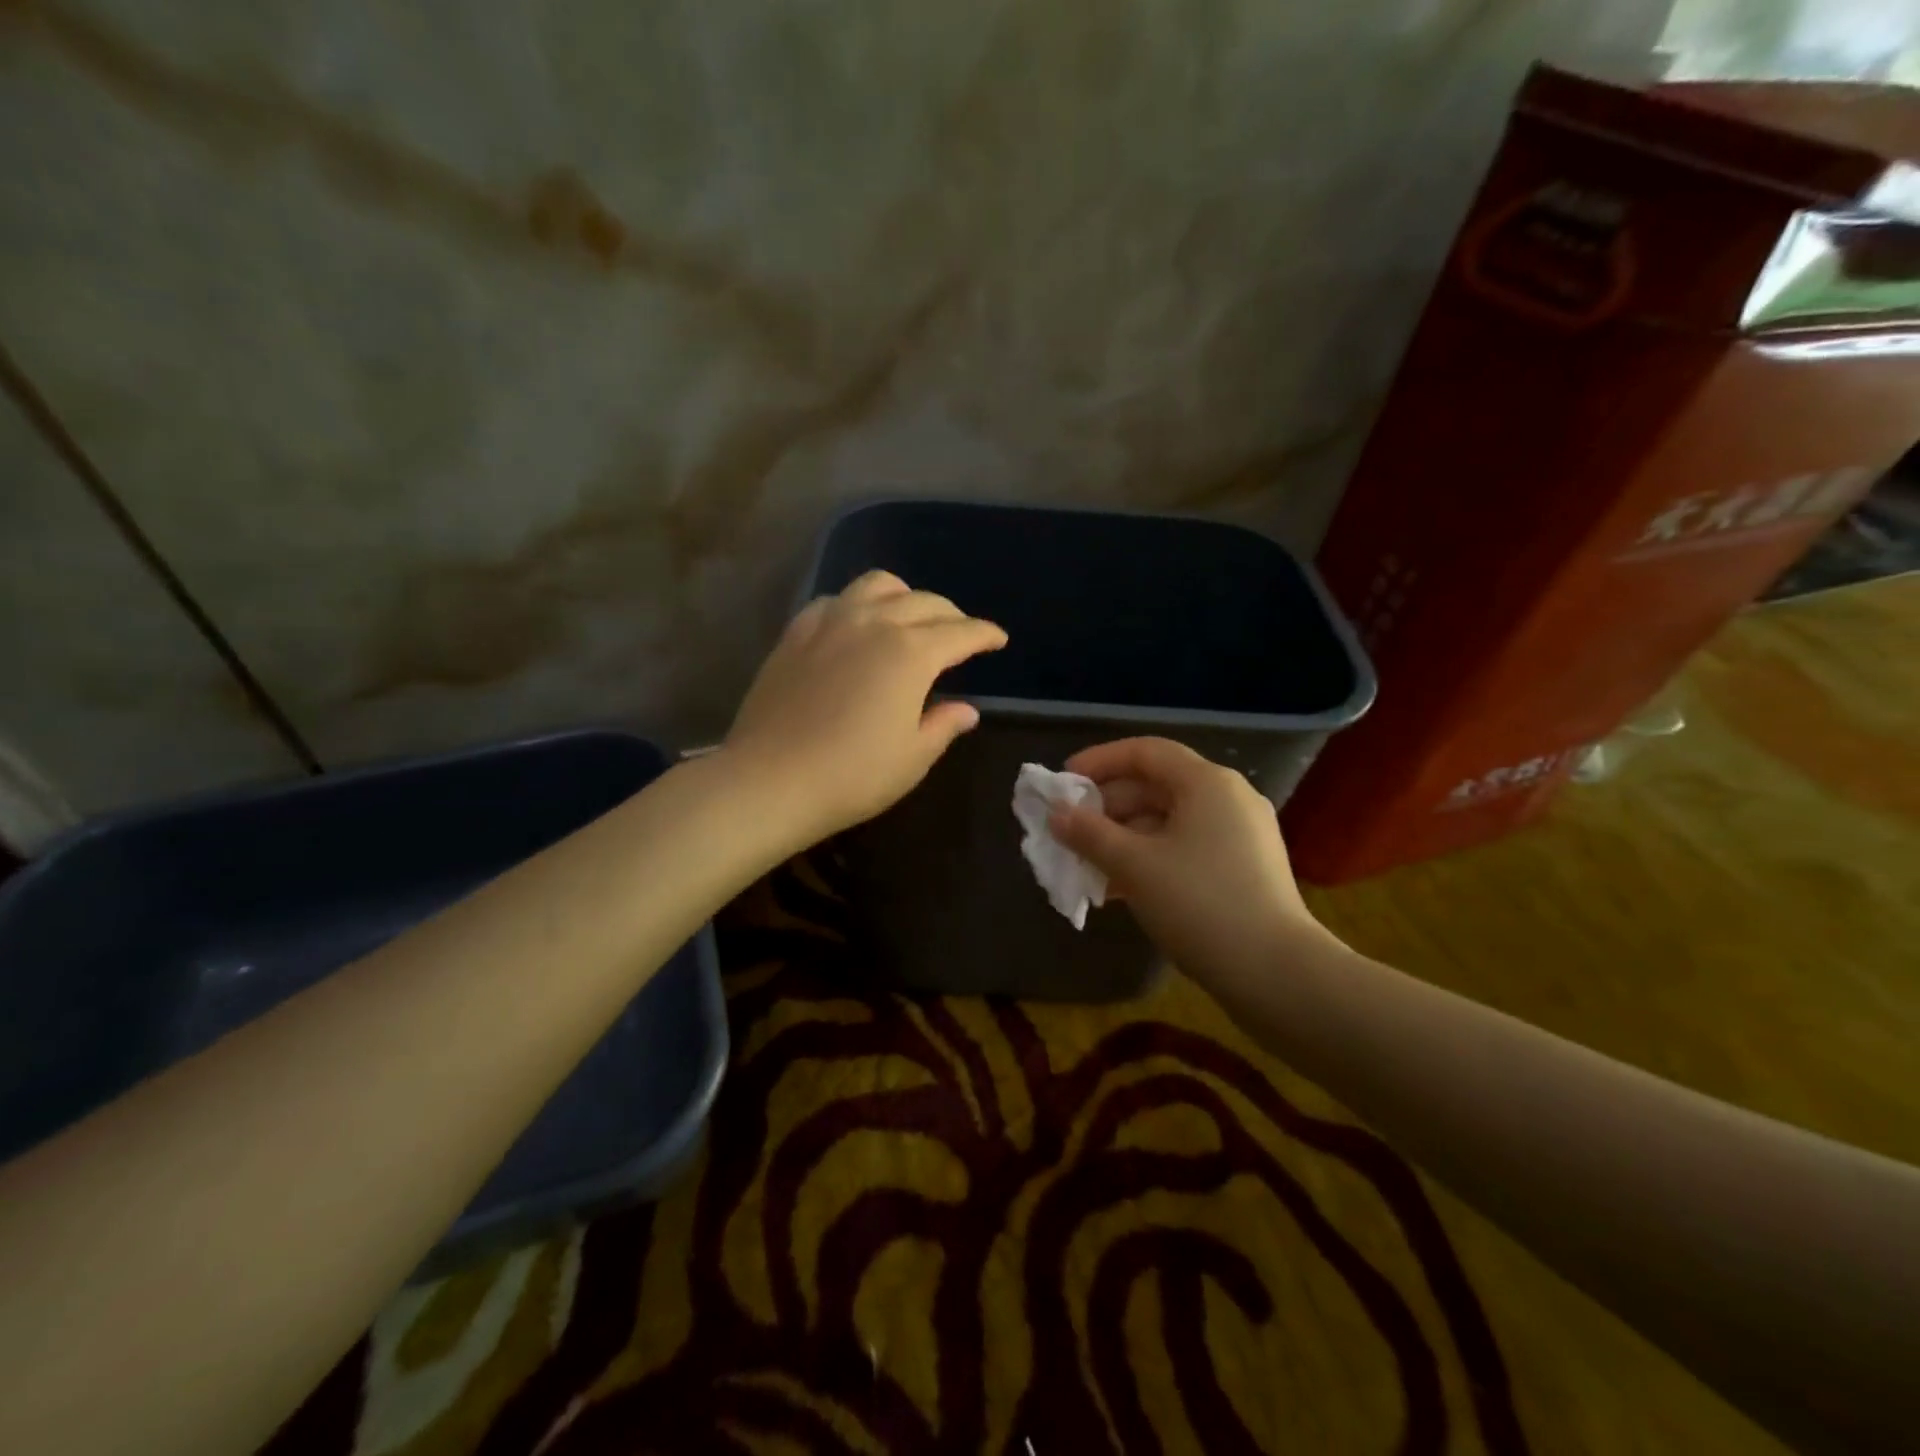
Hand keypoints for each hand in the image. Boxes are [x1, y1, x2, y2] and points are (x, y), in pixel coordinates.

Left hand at [724, 570, 1007, 841]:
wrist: (771, 780)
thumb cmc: (853, 775)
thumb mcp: (913, 757)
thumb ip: (944, 724)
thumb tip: (967, 709)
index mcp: (912, 653)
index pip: (961, 633)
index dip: (985, 634)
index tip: (998, 639)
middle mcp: (874, 623)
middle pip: (924, 602)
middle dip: (951, 615)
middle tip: (961, 633)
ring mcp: (830, 622)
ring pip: (877, 585)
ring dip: (905, 595)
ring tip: (910, 616)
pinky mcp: (796, 633)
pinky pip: (835, 600)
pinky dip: (857, 604)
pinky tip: (856, 624)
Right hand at [1050, 738, 1337, 985]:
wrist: (1276, 974)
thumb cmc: (1200, 904)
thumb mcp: (1134, 866)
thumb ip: (1089, 834)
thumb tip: (1056, 814)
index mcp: (1207, 783)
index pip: (1145, 752)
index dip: (1099, 761)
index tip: (1063, 783)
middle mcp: (1228, 799)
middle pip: (1156, 786)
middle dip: (1107, 808)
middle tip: (1069, 832)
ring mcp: (1239, 835)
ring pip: (1168, 822)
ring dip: (1123, 838)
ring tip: (1086, 865)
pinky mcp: (1242, 869)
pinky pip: (1185, 848)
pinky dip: (1150, 858)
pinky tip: (1119, 888)